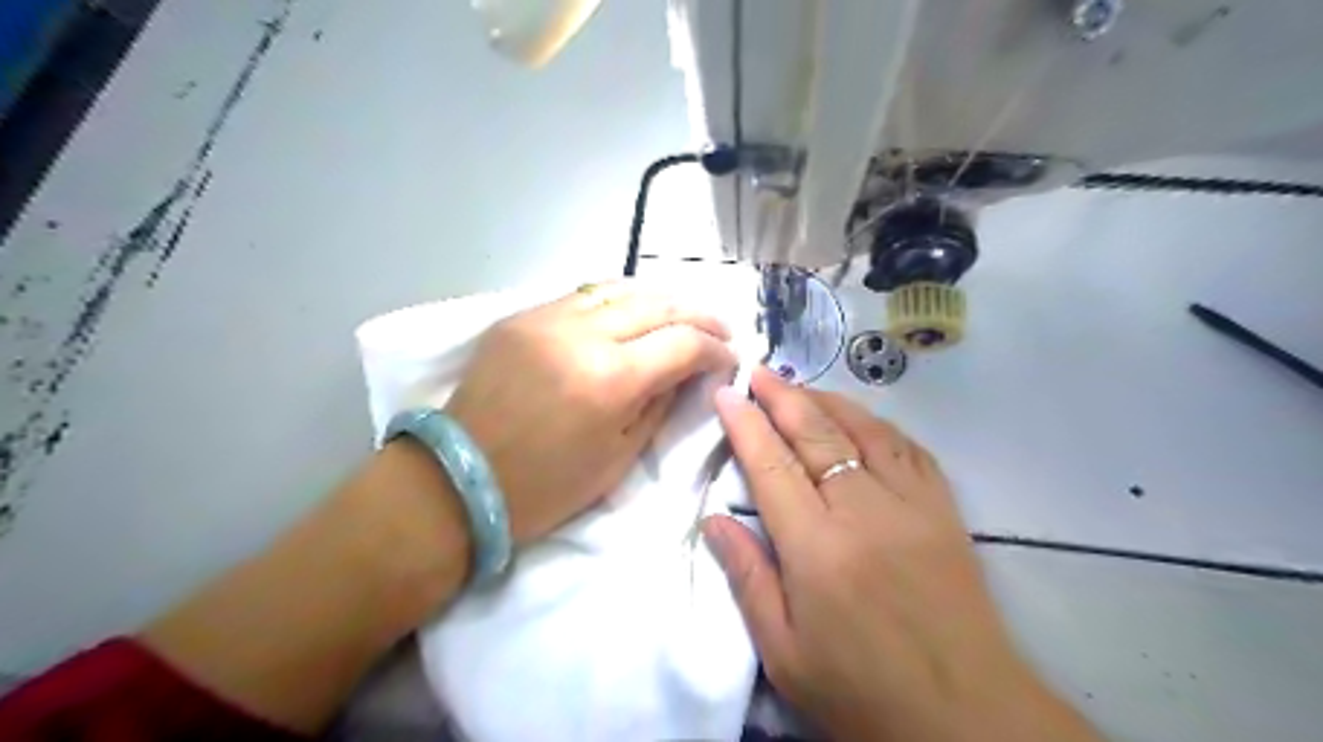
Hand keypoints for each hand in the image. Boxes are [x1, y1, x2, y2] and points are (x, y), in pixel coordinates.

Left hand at [445, 284, 734, 545]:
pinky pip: (583, 295)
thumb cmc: (546, 486)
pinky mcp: (521, 316)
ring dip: (661, 300)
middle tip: (719, 330)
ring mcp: (546, 318)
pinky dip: (618, 300)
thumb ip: (660, 404)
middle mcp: (582, 335)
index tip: (728, 360)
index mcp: (611, 380)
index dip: (715, 350)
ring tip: (682, 316)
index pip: (683, 343)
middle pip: (658, 304)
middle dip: (698, 316)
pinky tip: (632, 313)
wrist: (459, 480)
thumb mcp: (619, 457)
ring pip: (621, 288)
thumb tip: (688, 372)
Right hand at [707, 372, 1103, 741]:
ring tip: (800, 386)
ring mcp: (911, 504)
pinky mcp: (943, 510)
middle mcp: (864, 511)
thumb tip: (714, 520)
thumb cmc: (862, 691)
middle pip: (817, 435)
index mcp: (817, 549)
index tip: (727, 394)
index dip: (746, 425)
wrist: (965, 715)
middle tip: (759, 372)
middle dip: (783, 397)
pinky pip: (908, 448)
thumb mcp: (784, 652)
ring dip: (827, 400)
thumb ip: (748, 578)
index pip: (772, 466)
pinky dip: (877, 423)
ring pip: (864, 430)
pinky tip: (860, 416)